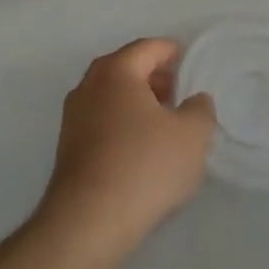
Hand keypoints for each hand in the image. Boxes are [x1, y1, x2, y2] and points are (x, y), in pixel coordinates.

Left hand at [37, 39, 215, 256]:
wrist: (88, 221)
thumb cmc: (144, 165)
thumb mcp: (191, 136)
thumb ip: (200, 110)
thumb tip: (196, 99)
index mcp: (116, 71)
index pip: (147, 48)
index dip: (171, 51)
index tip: (188, 62)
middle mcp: (89, 85)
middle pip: (126, 68)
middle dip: (153, 76)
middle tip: (179, 92)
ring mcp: (73, 116)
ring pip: (111, 96)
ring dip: (137, 102)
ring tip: (163, 123)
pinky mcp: (67, 147)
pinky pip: (101, 121)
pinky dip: (122, 123)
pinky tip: (140, 148)